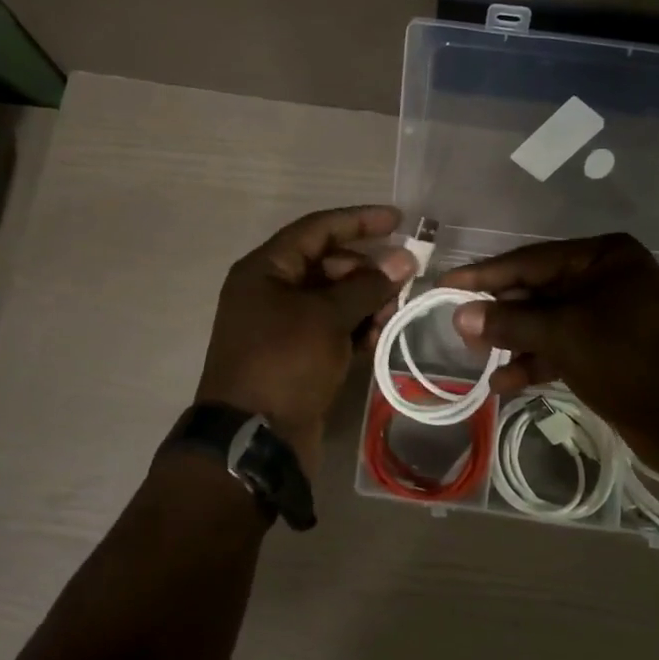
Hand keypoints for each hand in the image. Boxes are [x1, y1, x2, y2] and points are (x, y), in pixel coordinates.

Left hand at [196, 206, 416, 474]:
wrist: (253, 439)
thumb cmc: (284, 363)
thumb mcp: (326, 317)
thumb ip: (366, 285)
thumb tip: (402, 260)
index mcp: (265, 270)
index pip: (316, 229)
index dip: (358, 221)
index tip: (399, 220)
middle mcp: (271, 291)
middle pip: (327, 264)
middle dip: (367, 268)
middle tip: (405, 276)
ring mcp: (283, 326)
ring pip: (333, 299)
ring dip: (366, 300)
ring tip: (396, 310)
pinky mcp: (297, 357)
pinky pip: (332, 330)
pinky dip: (357, 329)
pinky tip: (382, 335)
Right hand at [440, 233, 658, 475]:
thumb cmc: (633, 362)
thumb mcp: (566, 336)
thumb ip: (510, 322)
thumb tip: (460, 314)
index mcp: (602, 257)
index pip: (529, 260)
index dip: (483, 275)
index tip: (444, 285)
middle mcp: (604, 278)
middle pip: (535, 290)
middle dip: (499, 313)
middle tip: (461, 333)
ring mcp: (607, 315)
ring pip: (545, 321)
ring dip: (513, 341)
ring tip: (478, 358)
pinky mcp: (607, 349)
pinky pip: (560, 347)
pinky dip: (534, 361)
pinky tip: (503, 381)